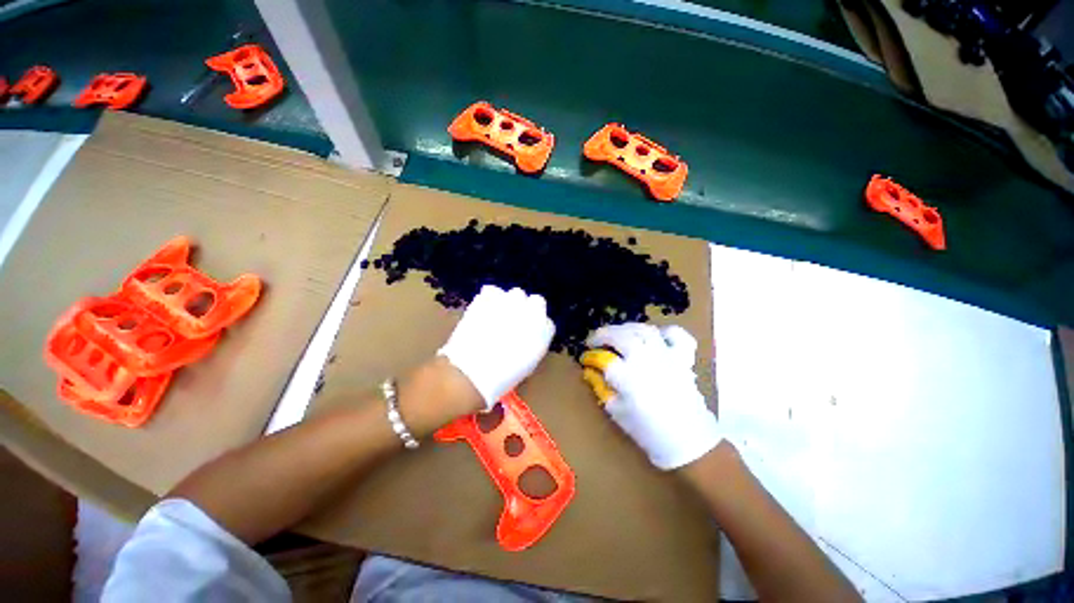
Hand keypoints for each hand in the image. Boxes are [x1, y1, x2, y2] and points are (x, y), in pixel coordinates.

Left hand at [438, 285, 555, 409]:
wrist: (472, 371)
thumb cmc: (502, 376)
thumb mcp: (528, 363)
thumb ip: (534, 343)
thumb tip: (528, 335)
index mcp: (544, 330)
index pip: (547, 321)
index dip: (536, 326)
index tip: (527, 333)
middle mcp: (532, 311)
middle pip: (535, 301)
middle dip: (526, 310)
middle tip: (513, 322)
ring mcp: (510, 302)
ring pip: (515, 294)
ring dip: (509, 303)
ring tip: (497, 315)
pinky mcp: (489, 297)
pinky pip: (492, 291)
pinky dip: (489, 298)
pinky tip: (484, 310)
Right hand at [581, 323, 719, 469]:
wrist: (688, 442)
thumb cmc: (648, 432)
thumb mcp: (617, 412)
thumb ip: (601, 388)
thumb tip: (590, 371)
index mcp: (628, 377)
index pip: (603, 358)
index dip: (591, 356)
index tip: (585, 358)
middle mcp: (646, 360)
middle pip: (621, 336)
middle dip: (603, 334)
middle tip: (595, 340)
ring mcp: (667, 356)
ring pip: (644, 330)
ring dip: (626, 328)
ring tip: (618, 333)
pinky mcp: (683, 358)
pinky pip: (676, 335)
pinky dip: (665, 331)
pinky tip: (656, 336)